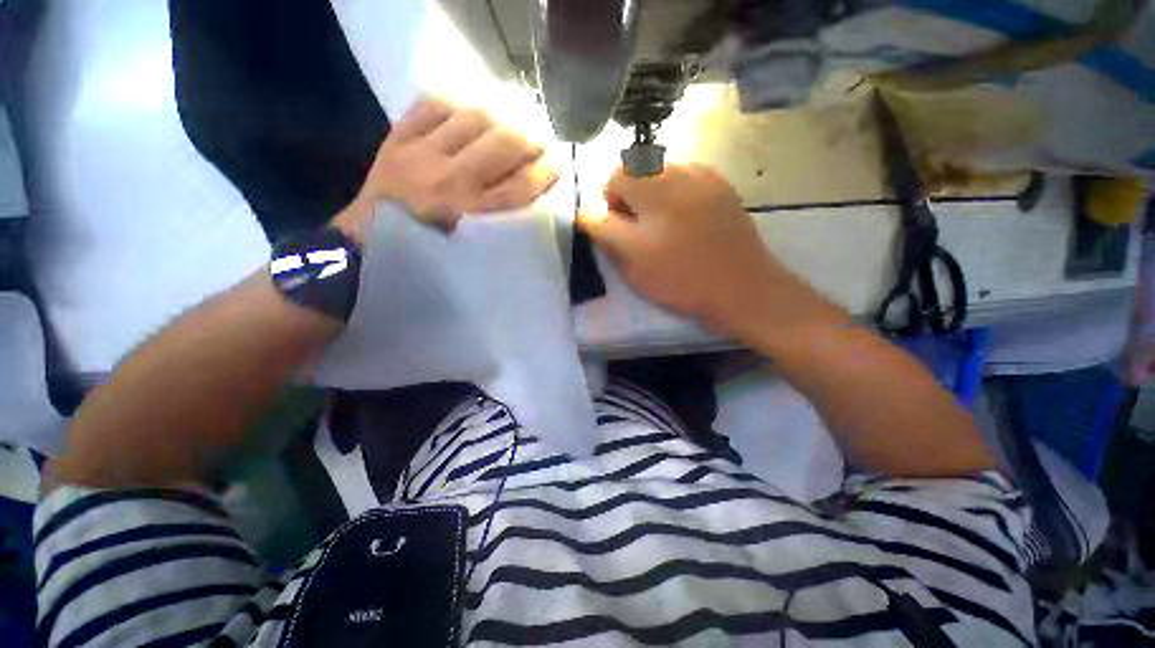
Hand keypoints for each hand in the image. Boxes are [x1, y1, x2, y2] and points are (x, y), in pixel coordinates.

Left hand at [335, 97, 558, 238]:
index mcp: (475, 216)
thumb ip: (506, 225)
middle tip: (537, 142)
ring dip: (498, 118)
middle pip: (504, 143)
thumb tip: (534, 192)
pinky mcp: (398, 137)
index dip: (547, 170)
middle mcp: (452, 181)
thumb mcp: (476, 250)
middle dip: (530, 138)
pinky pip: (433, 104)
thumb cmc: (432, 254)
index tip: (556, 165)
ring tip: (505, 126)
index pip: (523, 184)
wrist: (370, 244)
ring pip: (473, 117)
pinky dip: (456, 104)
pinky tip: (466, 116)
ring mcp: (422, 154)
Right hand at [577, 165, 831, 338]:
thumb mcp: (633, 264)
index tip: (618, 228)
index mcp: (653, 193)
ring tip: (662, 221)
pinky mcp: (722, 184)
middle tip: (638, 225)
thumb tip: (586, 213)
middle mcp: (678, 173)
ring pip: (662, 170)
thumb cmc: (682, 281)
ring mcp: (704, 176)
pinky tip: (684, 217)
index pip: (614, 179)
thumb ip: (604, 233)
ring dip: (651, 189)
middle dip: (630, 193)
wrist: (742, 288)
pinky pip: (686, 175)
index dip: (610, 204)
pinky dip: (674, 189)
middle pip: (638, 167)